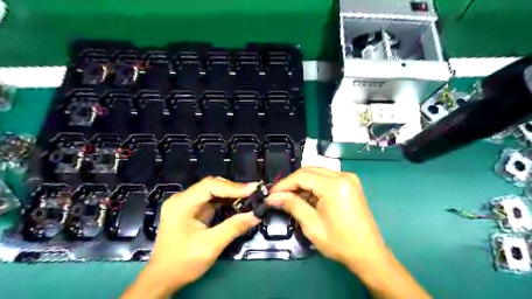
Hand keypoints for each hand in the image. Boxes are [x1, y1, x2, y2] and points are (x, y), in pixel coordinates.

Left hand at [121, 177, 261, 297]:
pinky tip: (237, 205)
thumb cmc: (183, 262)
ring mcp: (186, 203)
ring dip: (231, 195)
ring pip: (213, 192)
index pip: (210, 186)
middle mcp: (183, 198)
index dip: (233, 187)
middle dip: (234, 189)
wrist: (163, 278)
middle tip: (254, 194)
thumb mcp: (210, 246)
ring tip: (250, 198)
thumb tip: (257, 215)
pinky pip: (211, 200)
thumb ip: (234, 227)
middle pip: (212, 185)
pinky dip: (225, 202)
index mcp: (182, 203)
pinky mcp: (191, 210)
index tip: (253, 190)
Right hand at [268, 168, 428, 298]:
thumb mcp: (311, 225)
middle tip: (279, 196)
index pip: (301, 176)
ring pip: (317, 173)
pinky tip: (307, 197)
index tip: (271, 194)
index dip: (284, 184)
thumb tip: (273, 197)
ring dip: (302, 183)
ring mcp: (349, 179)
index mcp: (334, 186)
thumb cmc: (340, 242)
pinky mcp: (350, 184)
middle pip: (309, 171)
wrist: (368, 254)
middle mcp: (343, 176)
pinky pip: (326, 178)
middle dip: (292, 182)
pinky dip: (313, 185)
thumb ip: (292, 205)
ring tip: (290, 197)